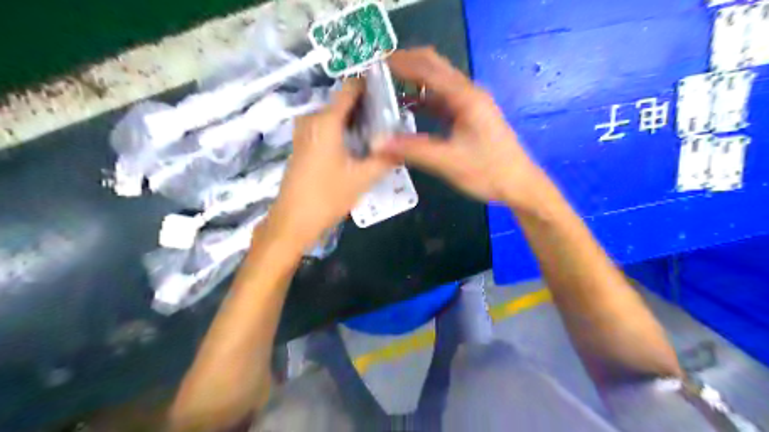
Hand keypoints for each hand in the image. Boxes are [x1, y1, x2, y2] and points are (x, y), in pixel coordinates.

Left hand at [267, 80, 396, 250]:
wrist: (293, 220)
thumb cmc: (328, 197)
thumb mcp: (363, 178)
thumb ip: (386, 159)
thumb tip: (405, 147)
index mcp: (326, 121)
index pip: (350, 88)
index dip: (371, 86)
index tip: (391, 93)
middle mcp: (312, 119)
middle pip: (343, 102)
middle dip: (367, 108)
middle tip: (391, 121)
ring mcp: (304, 132)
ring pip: (335, 116)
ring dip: (356, 122)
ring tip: (379, 134)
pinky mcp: (303, 144)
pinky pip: (327, 128)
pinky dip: (343, 131)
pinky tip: (359, 146)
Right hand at [378, 47, 538, 206]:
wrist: (519, 185)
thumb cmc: (488, 171)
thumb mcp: (448, 162)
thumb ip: (412, 150)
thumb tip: (377, 144)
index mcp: (464, 97)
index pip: (427, 68)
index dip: (400, 62)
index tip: (373, 65)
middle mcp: (467, 93)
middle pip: (433, 67)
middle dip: (405, 65)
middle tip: (377, 73)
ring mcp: (469, 104)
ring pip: (437, 83)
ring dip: (413, 82)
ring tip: (385, 89)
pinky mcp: (469, 116)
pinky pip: (441, 100)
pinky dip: (422, 100)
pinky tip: (406, 109)